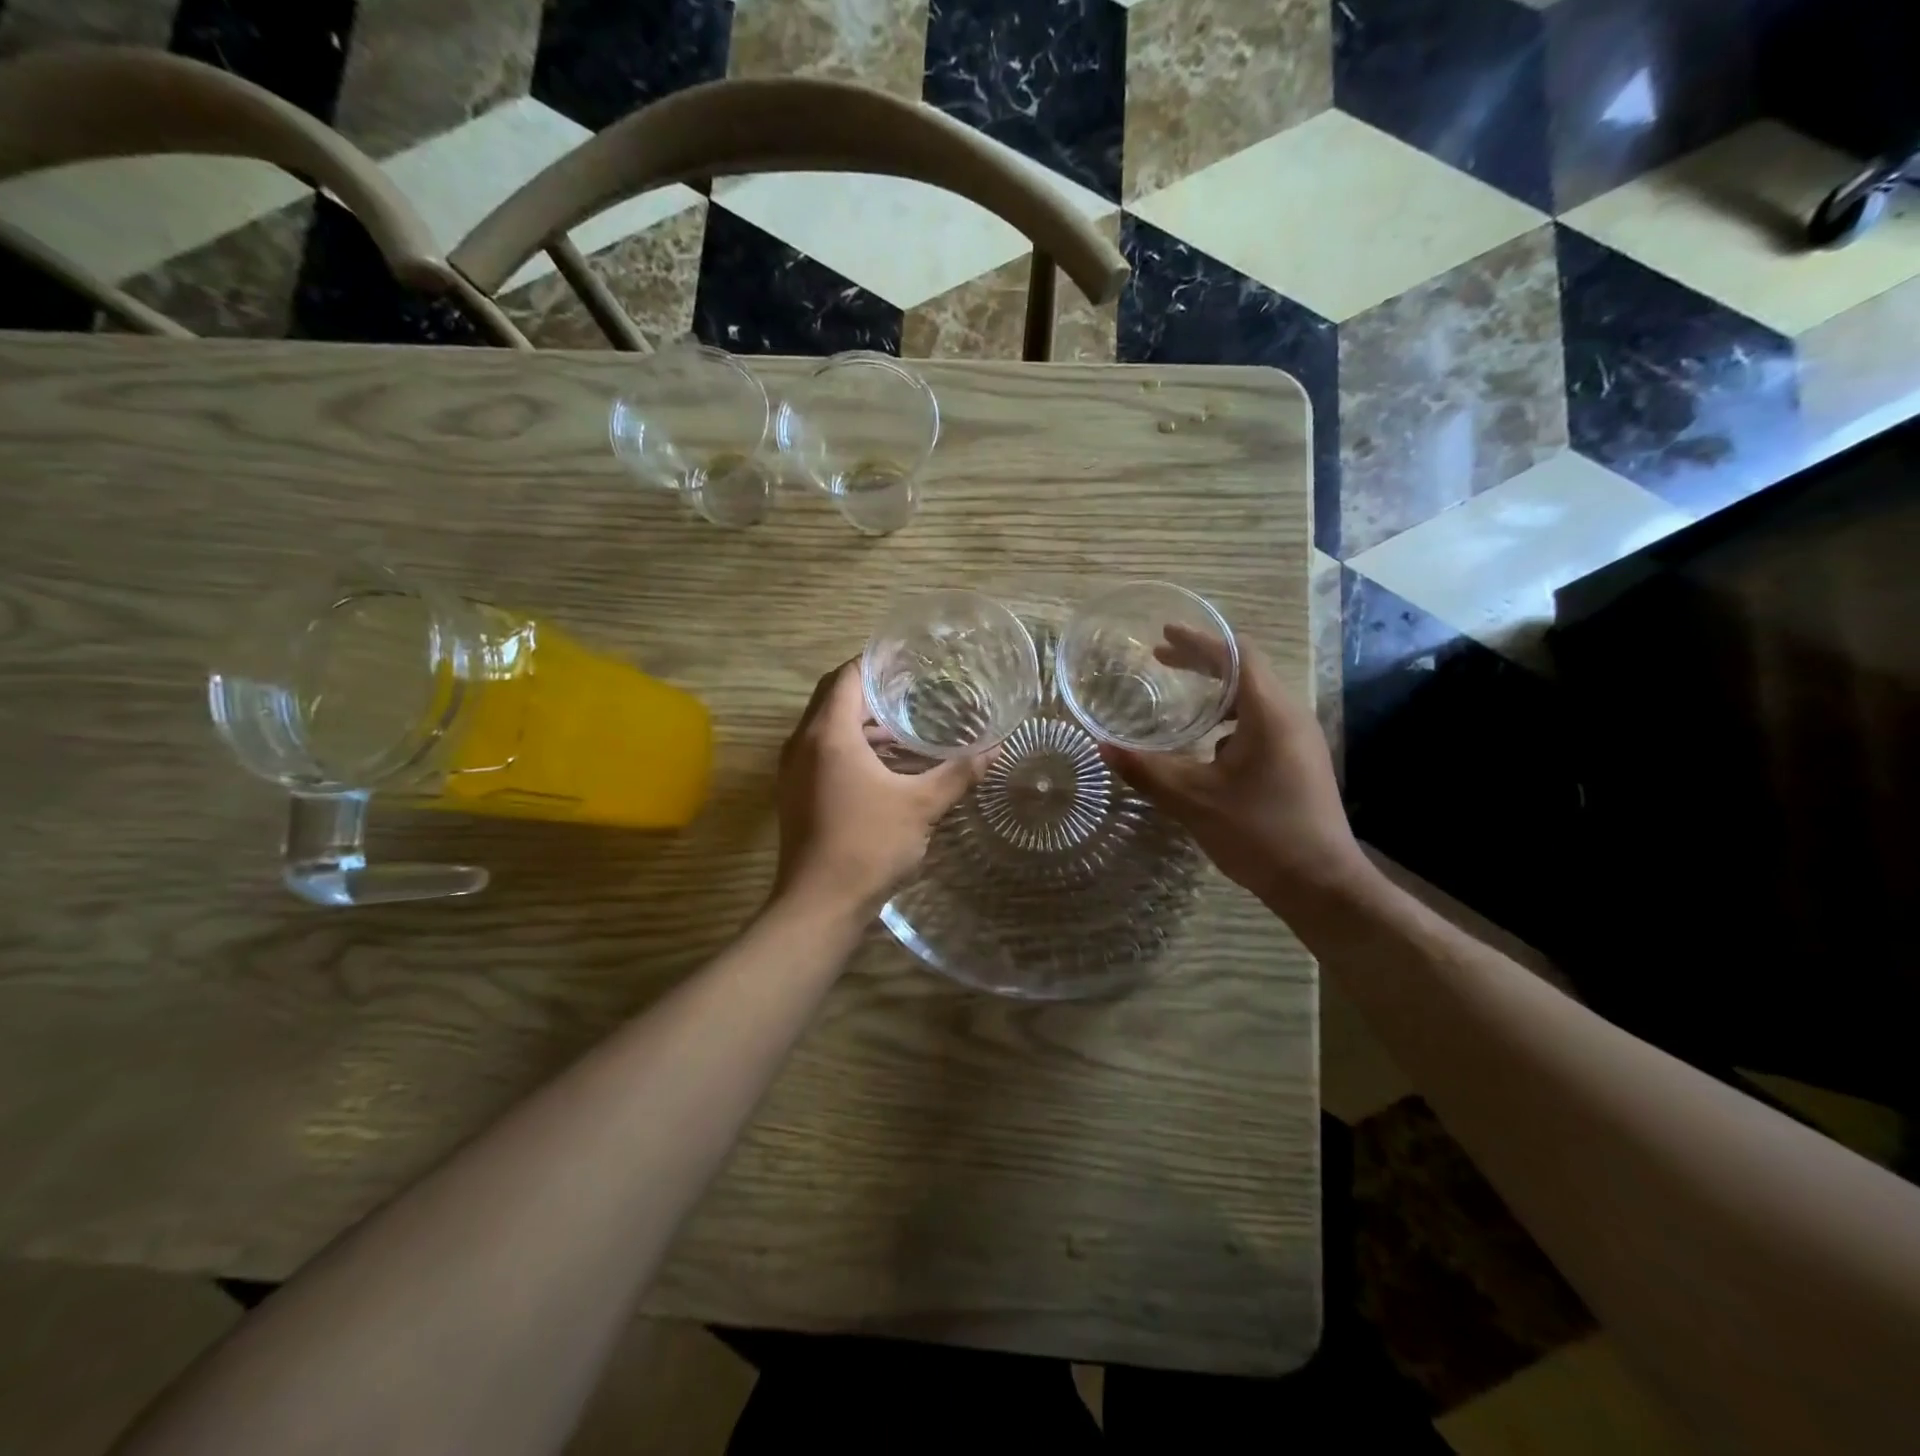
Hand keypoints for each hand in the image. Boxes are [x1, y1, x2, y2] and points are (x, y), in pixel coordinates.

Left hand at [772, 660, 987, 916]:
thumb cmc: (868, 845)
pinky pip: (821, 752)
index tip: (907, 660)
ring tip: (904, 723)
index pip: (846, 677)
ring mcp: (794, 771)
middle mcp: (802, 744)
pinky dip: (850, 746)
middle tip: (911, 686)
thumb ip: (958, 773)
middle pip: (832, 697)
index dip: (874, 662)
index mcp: (828, 735)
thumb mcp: (921, 806)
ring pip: (825, 727)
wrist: (818, 905)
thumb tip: (995, 749)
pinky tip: (885, 763)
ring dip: (859, 720)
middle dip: (869, 689)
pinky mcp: (795, 793)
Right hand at [1104, 628, 1369, 913]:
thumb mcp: (1193, 800)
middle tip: (1161, 660)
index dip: (1199, 641)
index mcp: (1270, 713)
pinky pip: (1261, 724)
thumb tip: (1103, 747)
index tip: (1163, 634)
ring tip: (1181, 699)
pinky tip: (1207, 747)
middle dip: (1203, 662)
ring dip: (1217, 693)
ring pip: (1254, 699)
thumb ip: (1146, 770)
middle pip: (1247, 671)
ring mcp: (1299, 741)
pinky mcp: (1299, 763)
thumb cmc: (1260, 833)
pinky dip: (1229, 720)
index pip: (1236, 655)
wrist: (1321, 885)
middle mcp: (1291, 717)